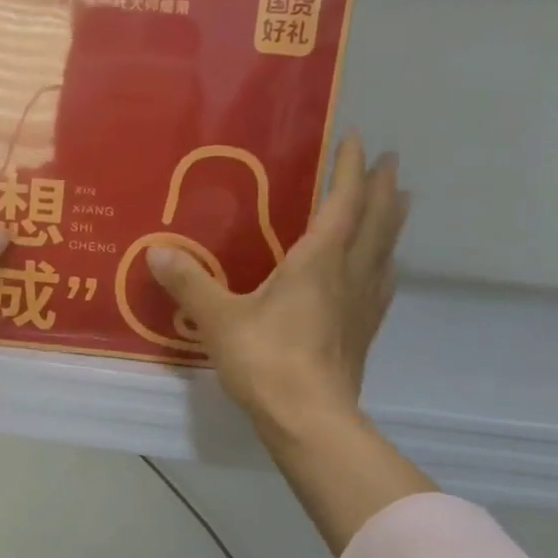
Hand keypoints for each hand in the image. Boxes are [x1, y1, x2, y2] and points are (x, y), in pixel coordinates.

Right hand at [148, 136, 406, 436]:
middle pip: (375, 223)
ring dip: (392, 222)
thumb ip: (189, 283)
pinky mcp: (362, 333)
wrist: (309, 419)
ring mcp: (360, 305)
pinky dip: (384, 265)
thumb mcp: (218, 319)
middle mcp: (347, 275)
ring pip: (384, 251)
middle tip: (390, 161)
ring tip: (400, 202)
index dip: (348, 170)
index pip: (341, 204)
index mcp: (317, 262)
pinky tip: (383, 270)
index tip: (355, 138)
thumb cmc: (266, 360)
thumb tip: (156, 251)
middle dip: (381, 189)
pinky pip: (380, 286)